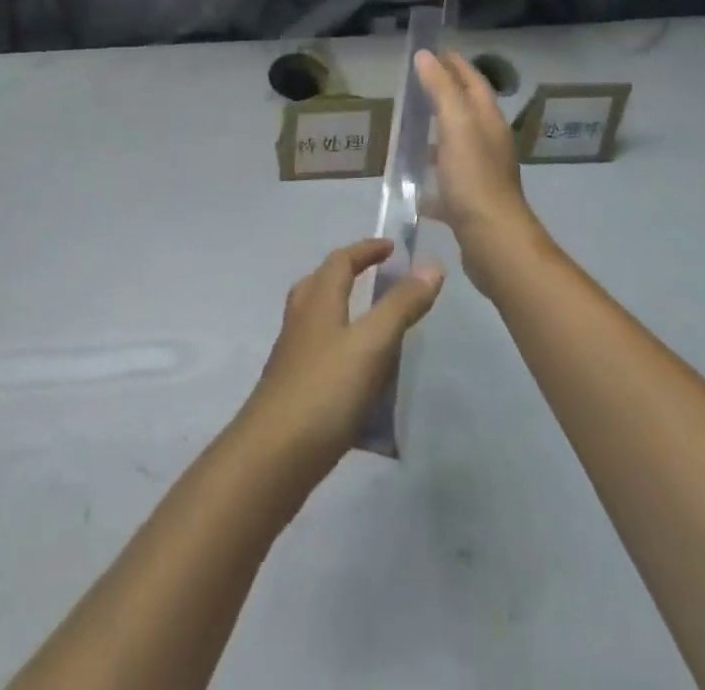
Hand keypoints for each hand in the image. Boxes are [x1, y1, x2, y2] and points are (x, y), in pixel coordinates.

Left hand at [238, 240, 443, 481]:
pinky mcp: (294, 387)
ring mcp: (293, 354)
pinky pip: (322, 353)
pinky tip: (364, 379)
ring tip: (377, 329)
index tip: (393, 248)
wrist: (273, 456)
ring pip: (319, 319)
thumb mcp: (372, 344)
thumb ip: (401, 305)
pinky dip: (344, 351)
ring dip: (346, 313)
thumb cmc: (325, 389)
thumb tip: (431, 265)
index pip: (341, 260)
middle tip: (380, 280)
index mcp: (317, 299)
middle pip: (322, 283)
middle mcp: (301, 319)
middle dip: (350, 275)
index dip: (366, 250)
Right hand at [414, 50, 546, 294]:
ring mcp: (480, 174)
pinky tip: (410, 178)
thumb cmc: (474, 179)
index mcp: (488, 122)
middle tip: (416, 83)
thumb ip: (441, 89)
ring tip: (409, 126)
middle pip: (467, 110)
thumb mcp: (455, 126)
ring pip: (457, 143)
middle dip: (445, 93)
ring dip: (437, 131)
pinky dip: (430, 172)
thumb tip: (426, 55)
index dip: (456, 64)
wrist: (494, 243)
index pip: (474, 82)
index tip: (433, 50)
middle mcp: (488, 143)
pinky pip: (446, 178)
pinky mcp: (469, 201)